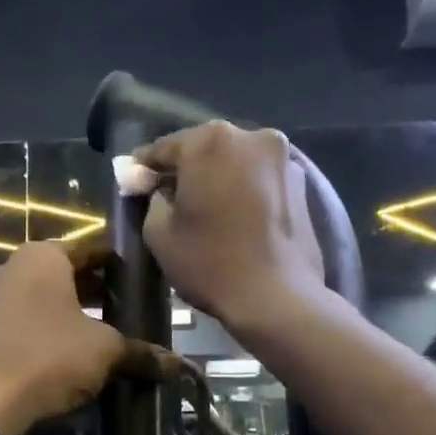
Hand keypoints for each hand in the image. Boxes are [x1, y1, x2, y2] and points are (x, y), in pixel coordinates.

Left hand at [0, 242, 125, 434]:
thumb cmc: (49, 356)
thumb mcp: (104, 351)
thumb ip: (140, 352)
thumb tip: (178, 365)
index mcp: (42, 256)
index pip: (90, 250)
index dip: (118, 267)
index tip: (139, 284)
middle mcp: (10, 267)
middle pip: (64, 275)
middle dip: (94, 294)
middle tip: (126, 313)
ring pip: (41, 300)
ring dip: (69, 315)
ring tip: (101, 337)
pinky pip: (21, 323)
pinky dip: (44, 333)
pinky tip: (66, 357)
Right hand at [136, 121, 324, 334]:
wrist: (278, 297)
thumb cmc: (210, 262)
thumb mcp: (159, 233)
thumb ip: (152, 199)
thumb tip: (161, 191)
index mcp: (210, 142)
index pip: (164, 148)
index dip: (144, 167)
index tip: (132, 182)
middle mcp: (251, 137)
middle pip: (204, 149)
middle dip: (184, 169)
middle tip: (167, 195)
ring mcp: (283, 158)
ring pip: (235, 161)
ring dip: (217, 178)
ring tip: (204, 207)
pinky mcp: (302, 183)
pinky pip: (259, 178)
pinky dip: (242, 189)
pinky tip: (234, 216)